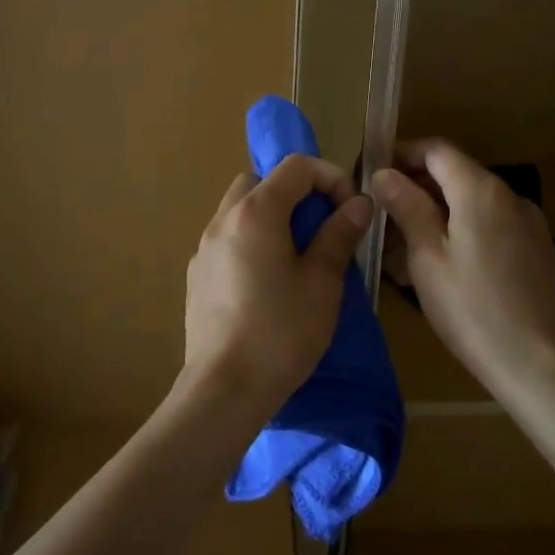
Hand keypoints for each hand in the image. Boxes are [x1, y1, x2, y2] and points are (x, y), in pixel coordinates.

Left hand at [184, 154, 373, 414]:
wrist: (224, 388)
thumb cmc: (281, 331)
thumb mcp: (322, 282)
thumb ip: (339, 234)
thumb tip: (358, 203)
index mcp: (255, 212)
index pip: (296, 166)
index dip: (330, 177)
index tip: (350, 209)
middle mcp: (222, 220)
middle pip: (260, 181)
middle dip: (295, 193)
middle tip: (320, 227)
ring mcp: (203, 248)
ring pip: (239, 210)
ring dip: (270, 216)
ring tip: (296, 254)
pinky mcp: (197, 275)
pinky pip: (227, 239)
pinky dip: (251, 240)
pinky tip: (267, 281)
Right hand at [374, 139, 554, 395]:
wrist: (542, 367)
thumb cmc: (473, 309)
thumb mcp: (427, 257)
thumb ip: (407, 207)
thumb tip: (385, 173)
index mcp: (481, 190)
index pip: (436, 149)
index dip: (402, 154)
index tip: (372, 172)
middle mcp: (510, 196)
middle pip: (456, 174)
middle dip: (416, 187)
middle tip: (381, 214)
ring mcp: (529, 224)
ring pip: (472, 204)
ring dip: (436, 213)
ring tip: (403, 247)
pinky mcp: (537, 252)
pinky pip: (490, 226)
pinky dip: (461, 231)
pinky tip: (441, 266)